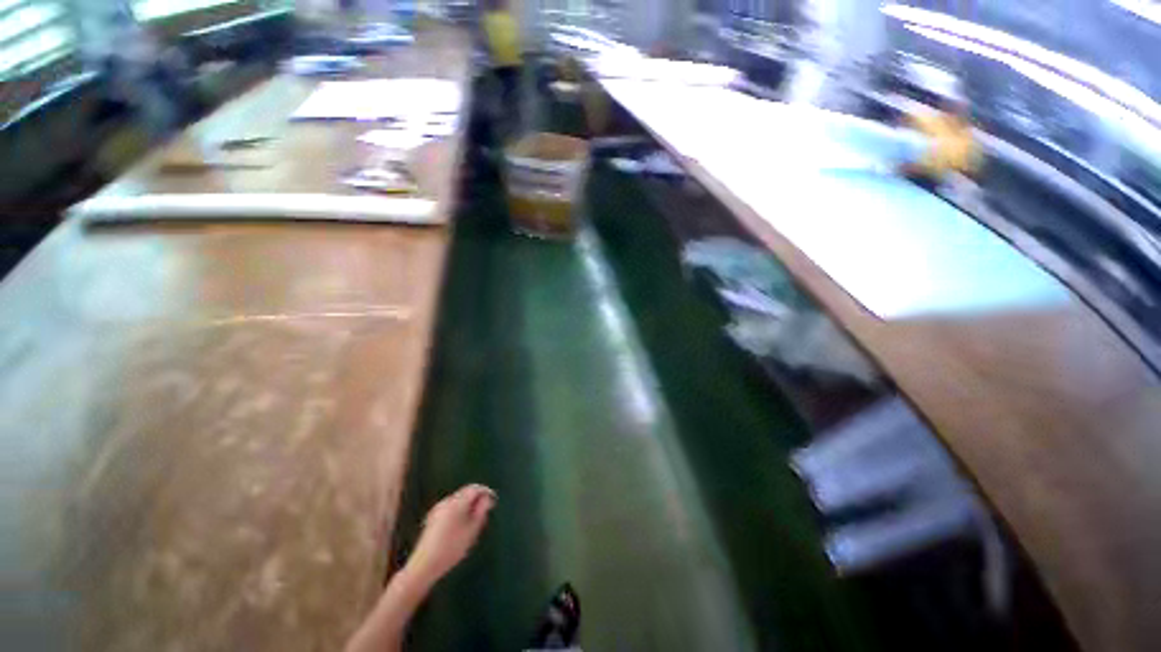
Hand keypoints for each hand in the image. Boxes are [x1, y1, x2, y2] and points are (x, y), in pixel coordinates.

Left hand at [404, 484, 495, 585]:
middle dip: (476, 499)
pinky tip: (461, 525)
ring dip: (468, 505)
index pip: (474, 488)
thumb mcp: (472, 530)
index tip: (493, 500)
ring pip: (458, 500)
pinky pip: (451, 508)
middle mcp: (446, 501)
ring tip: (475, 519)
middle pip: (465, 493)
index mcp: (457, 502)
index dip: (486, 491)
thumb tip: (487, 499)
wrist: (424, 565)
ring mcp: (438, 509)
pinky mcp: (433, 518)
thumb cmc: (452, 547)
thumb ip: (481, 511)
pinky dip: (459, 511)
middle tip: (485, 510)